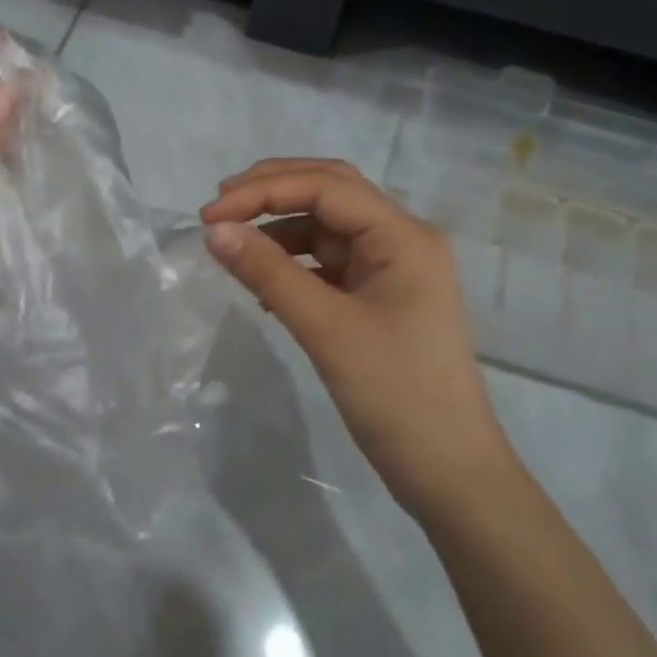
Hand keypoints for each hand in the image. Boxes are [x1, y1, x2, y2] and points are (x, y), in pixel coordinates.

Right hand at [201, 160, 513, 521]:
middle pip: (331, 192)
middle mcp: (402, 239)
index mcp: (403, 235)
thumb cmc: (394, 394)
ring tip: (232, 243)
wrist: (447, 469)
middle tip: (219, 205)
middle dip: (273, 191)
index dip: (263, 192)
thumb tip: (214, 231)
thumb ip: (268, 273)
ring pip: (328, 227)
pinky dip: (294, 263)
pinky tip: (263, 282)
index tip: (209, 215)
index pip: (326, 187)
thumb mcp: (325, 328)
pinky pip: (330, 263)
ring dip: (280, 227)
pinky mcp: (381, 296)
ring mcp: (393, 268)